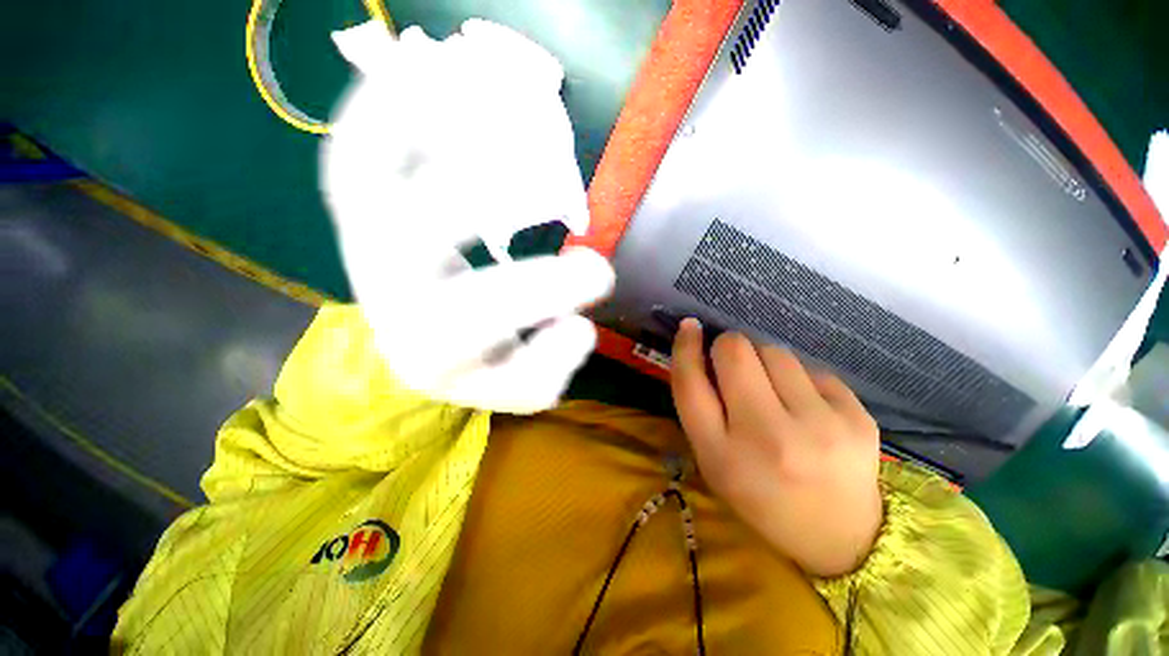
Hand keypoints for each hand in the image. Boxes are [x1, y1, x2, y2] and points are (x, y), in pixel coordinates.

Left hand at [321, 19, 612, 412]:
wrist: (417, 339)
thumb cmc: (476, 362)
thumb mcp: (521, 386)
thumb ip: (554, 367)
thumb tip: (577, 324)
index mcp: (432, 350)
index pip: (484, 321)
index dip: (546, 290)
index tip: (601, 273)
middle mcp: (388, 293)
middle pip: (423, 232)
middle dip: (489, 197)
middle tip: (553, 185)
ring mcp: (363, 240)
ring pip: (372, 170)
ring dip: (433, 123)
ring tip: (493, 90)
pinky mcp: (354, 204)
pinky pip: (356, 141)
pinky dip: (387, 98)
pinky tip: (436, 71)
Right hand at [670, 319, 882, 576]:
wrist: (839, 537)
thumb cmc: (760, 495)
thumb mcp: (714, 459)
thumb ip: (700, 405)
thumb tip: (697, 344)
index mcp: (722, 456)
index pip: (691, 384)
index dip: (685, 348)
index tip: (689, 327)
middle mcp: (769, 438)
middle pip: (735, 352)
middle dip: (728, 348)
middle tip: (734, 366)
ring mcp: (820, 426)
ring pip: (775, 351)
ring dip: (763, 361)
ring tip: (773, 391)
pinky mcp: (858, 417)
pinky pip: (811, 367)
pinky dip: (798, 378)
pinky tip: (805, 406)